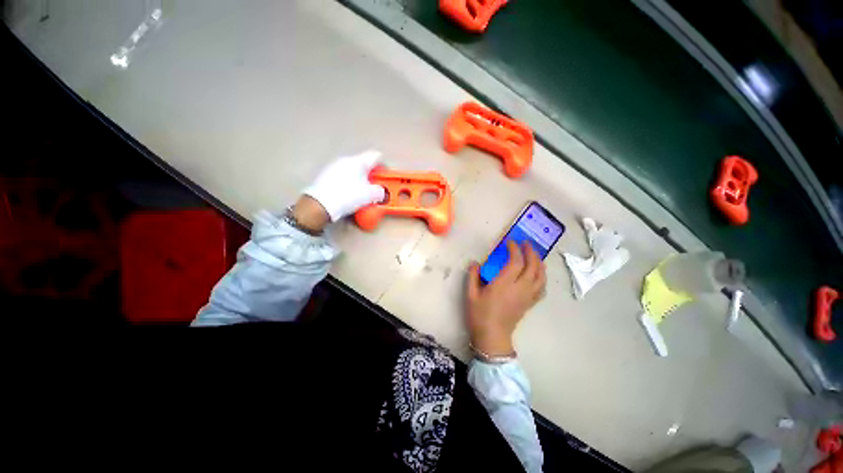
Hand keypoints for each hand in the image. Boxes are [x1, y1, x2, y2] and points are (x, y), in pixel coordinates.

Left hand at [302, 150, 385, 221]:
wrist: (321, 204)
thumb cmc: (348, 196)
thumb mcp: (370, 196)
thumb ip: (380, 191)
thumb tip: (381, 191)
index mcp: (358, 161)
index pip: (376, 156)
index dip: (383, 166)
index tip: (385, 178)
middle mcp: (346, 159)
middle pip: (364, 163)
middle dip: (371, 175)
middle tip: (374, 187)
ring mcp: (334, 166)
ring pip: (353, 169)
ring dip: (360, 178)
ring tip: (361, 192)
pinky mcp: (326, 174)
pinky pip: (343, 175)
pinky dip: (349, 182)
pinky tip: (348, 193)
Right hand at [466, 241, 546, 356]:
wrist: (492, 337)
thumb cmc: (479, 315)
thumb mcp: (471, 294)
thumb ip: (473, 276)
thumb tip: (474, 262)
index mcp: (504, 284)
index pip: (516, 262)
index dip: (515, 249)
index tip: (510, 242)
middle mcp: (519, 288)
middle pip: (533, 266)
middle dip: (531, 252)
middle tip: (526, 244)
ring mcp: (527, 296)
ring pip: (541, 276)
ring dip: (539, 263)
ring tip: (534, 255)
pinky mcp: (530, 303)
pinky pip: (541, 288)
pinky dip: (542, 277)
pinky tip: (537, 273)